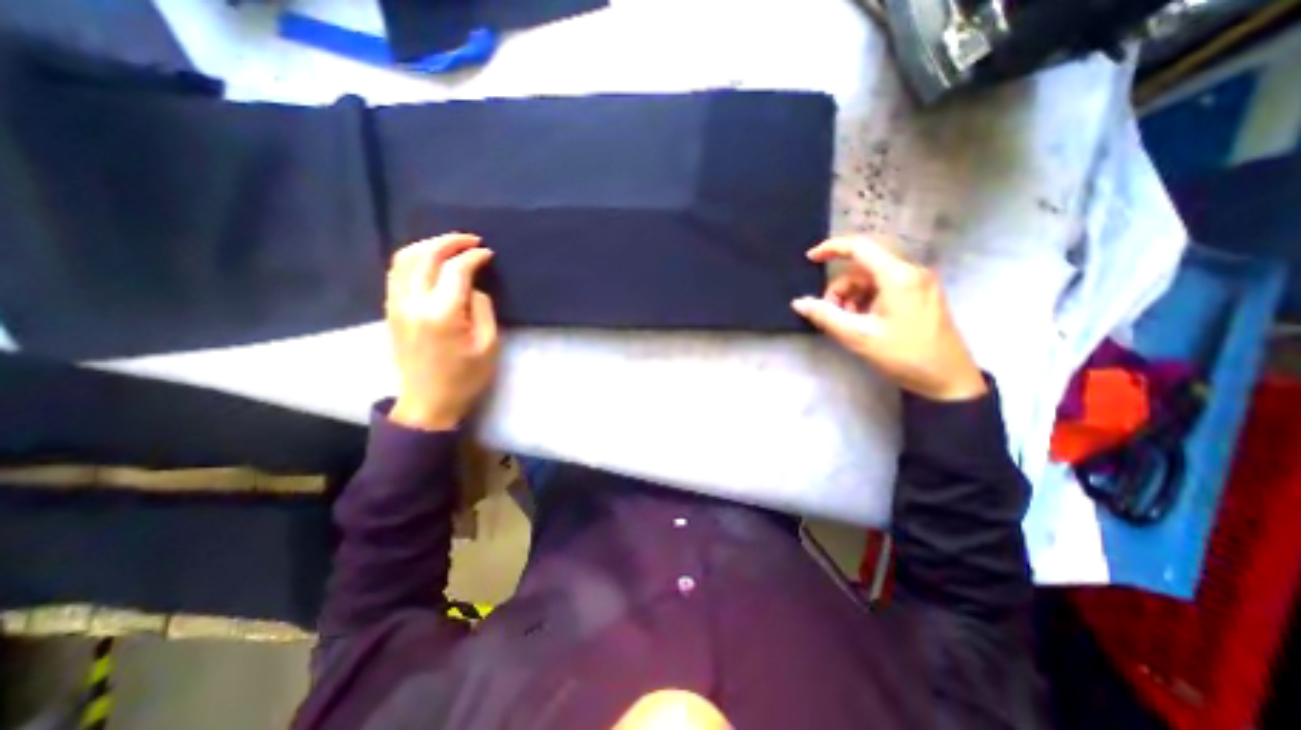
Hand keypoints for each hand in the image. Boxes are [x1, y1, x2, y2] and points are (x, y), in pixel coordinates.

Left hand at [386, 233, 498, 429]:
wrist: (428, 402)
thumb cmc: (465, 377)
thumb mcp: (488, 345)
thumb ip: (482, 309)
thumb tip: (473, 287)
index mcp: (443, 314)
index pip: (456, 270)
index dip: (474, 256)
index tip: (489, 253)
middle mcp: (414, 303)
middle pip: (425, 256)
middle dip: (449, 241)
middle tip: (471, 239)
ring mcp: (397, 305)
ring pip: (404, 259)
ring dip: (428, 245)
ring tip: (450, 244)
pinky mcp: (391, 310)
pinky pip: (396, 272)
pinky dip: (413, 258)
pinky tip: (429, 260)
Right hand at [795, 233, 988, 400]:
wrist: (948, 380)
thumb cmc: (903, 355)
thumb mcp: (858, 336)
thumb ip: (825, 316)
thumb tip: (798, 303)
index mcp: (898, 276)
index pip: (859, 247)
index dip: (831, 248)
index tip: (810, 259)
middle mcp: (911, 272)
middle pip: (863, 267)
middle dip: (841, 288)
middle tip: (832, 315)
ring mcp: (919, 283)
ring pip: (873, 279)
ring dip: (853, 297)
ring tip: (849, 323)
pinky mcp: (922, 295)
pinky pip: (885, 288)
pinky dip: (868, 300)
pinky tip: (865, 322)